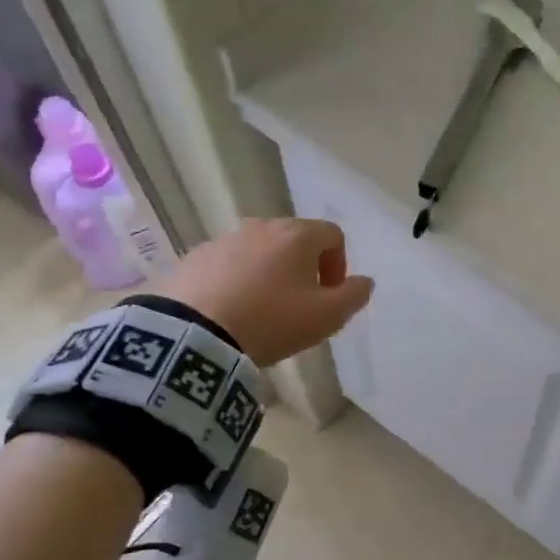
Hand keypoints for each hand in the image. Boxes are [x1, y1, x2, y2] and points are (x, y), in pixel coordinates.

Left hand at [161, 218, 373, 365]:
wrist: (195, 333)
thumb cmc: (272, 321)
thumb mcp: (327, 317)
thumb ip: (354, 296)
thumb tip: (364, 281)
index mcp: (298, 235)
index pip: (333, 235)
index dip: (339, 265)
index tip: (330, 296)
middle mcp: (262, 226)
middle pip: (296, 240)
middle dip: (305, 268)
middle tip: (300, 305)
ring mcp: (225, 239)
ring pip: (261, 251)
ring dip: (271, 274)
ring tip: (264, 310)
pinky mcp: (196, 257)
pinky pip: (230, 264)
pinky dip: (239, 280)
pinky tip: (233, 311)